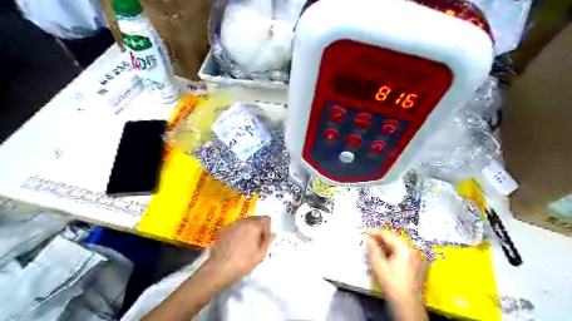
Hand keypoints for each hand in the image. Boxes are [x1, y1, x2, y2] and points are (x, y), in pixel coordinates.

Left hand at [206, 216, 276, 289]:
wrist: (219, 269)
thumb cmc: (243, 263)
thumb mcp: (260, 255)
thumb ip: (268, 241)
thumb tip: (274, 233)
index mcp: (254, 226)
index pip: (266, 218)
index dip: (268, 228)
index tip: (264, 239)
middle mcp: (243, 221)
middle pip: (255, 218)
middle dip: (258, 227)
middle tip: (256, 242)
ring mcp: (232, 224)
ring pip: (245, 221)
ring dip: (248, 228)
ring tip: (244, 243)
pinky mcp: (223, 229)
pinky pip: (235, 226)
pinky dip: (238, 231)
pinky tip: (234, 244)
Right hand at [366, 229, 423, 301]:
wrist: (406, 304)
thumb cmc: (392, 284)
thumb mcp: (378, 265)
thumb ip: (372, 248)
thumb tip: (367, 237)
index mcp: (405, 248)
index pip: (387, 235)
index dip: (375, 233)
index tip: (366, 232)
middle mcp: (413, 250)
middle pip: (394, 240)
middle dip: (381, 239)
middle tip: (370, 240)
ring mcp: (417, 258)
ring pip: (399, 246)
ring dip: (387, 246)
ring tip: (376, 248)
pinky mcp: (418, 264)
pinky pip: (404, 253)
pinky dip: (394, 252)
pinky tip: (386, 256)